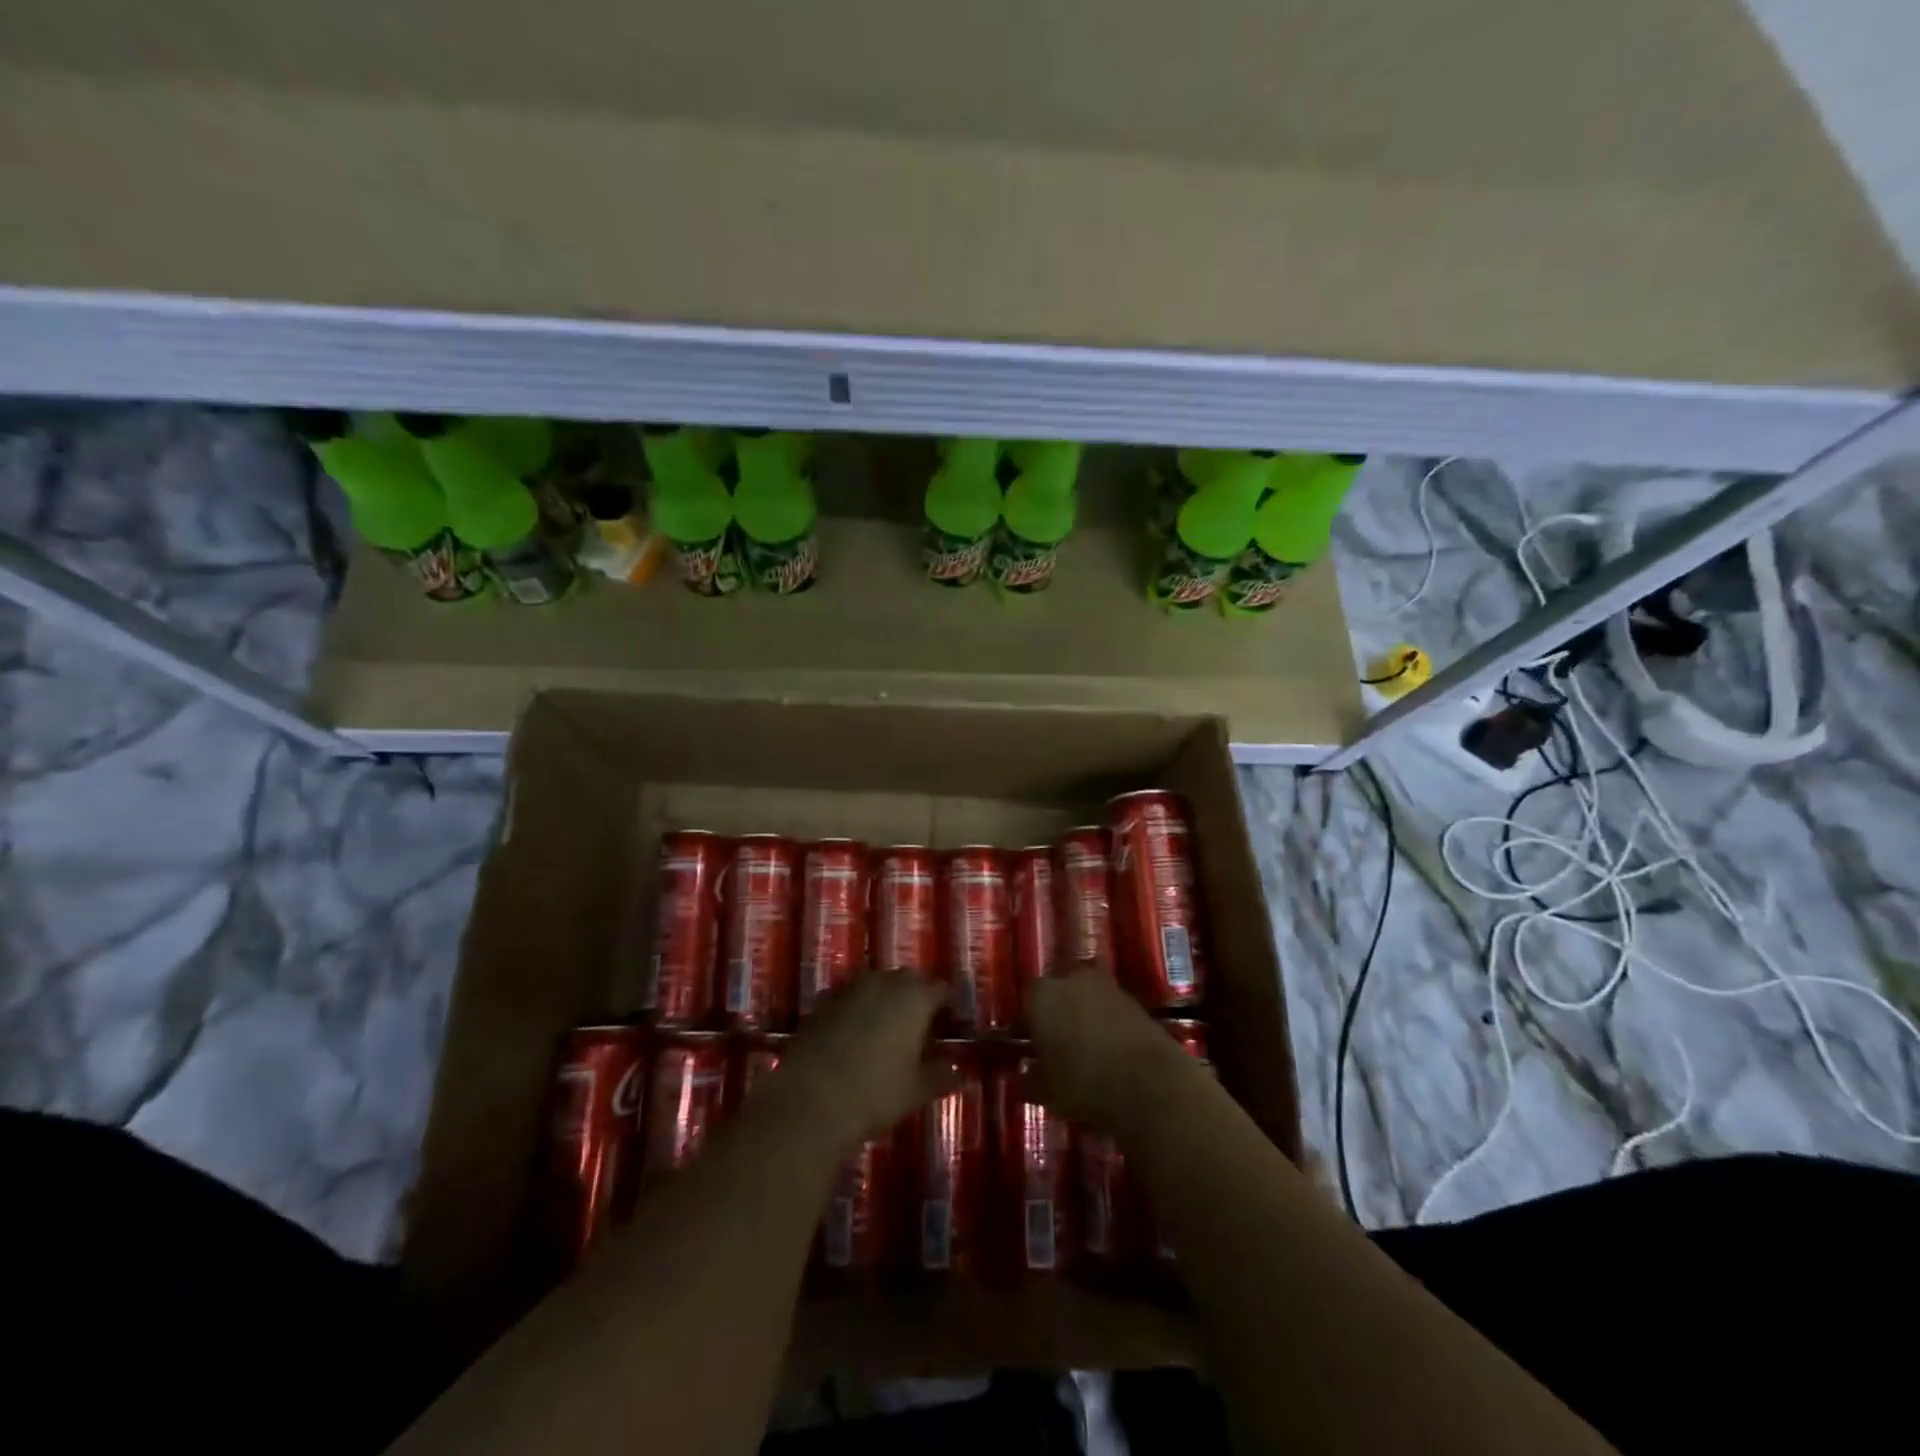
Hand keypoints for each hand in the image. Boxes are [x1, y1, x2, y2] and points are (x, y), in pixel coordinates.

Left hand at [774, 974, 951, 1151]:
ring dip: (885, 999)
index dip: (947, 1005)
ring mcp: (850, 989)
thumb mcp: (917, 1090)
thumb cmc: (876, 1093)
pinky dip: (856, 1009)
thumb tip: (960, 1071)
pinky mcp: (822, 1002)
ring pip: (876, 984)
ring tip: (887, 1029)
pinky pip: (849, 998)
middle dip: (916, 997)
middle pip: (908, 980)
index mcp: (915, 997)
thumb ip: (942, 1075)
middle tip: (920, 1026)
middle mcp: (884, 982)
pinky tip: (854, 1034)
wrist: (810, 1102)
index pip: (940, 988)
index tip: (949, 1023)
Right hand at [1028, 970, 1186, 1128]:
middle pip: (1058, 993)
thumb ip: (1030, 1078)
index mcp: (1042, 996)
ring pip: (1086, 999)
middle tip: (1057, 1046)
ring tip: (1086, 1051)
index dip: (1027, 1026)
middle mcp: (1072, 980)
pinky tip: (1110, 1052)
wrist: (1149, 1083)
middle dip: (1057, 1015)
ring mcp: (1107, 987)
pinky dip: (1108, 1025)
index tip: (1030, 1048)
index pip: (1027, 1003)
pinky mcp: (1135, 1001)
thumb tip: (1024, 1074)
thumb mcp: (1046, 1091)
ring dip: (1084, 1018)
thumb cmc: (1083, 1083)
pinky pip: (1111, 1010)